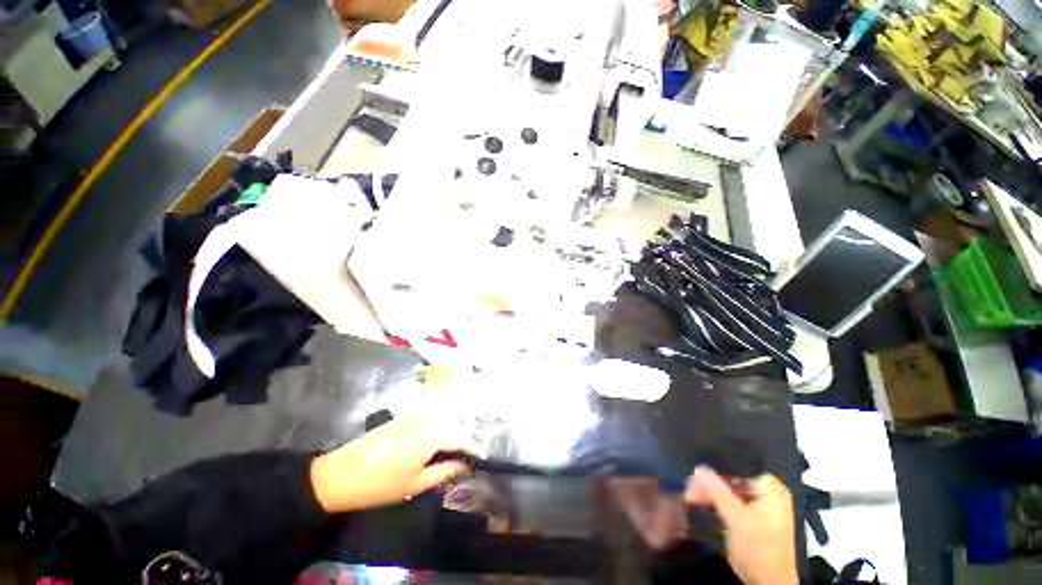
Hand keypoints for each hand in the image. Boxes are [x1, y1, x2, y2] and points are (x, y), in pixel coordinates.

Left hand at [309, 417, 478, 512]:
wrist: (340, 474)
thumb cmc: (380, 485)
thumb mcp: (415, 484)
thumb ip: (444, 472)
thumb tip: (464, 466)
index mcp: (430, 436)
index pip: (459, 437)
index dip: (472, 447)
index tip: (482, 457)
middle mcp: (424, 420)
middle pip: (452, 425)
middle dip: (462, 439)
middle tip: (467, 456)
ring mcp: (412, 416)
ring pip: (441, 419)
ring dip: (451, 432)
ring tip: (452, 450)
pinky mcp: (402, 418)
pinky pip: (428, 418)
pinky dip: (437, 427)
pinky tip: (434, 441)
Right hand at [685, 467, 796, 584]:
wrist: (769, 584)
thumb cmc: (759, 549)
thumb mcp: (737, 519)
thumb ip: (717, 491)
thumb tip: (698, 468)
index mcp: (770, 488)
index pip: (738, 468)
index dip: (715, 469)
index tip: (694, 474)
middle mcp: (767, 492)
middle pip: (731, 480)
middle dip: (709, 484)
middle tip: (688, 488)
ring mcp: (759, 505)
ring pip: (728, 490)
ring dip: (709, 493)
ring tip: (690, 496)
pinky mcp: (751, 516)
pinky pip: (730, 501)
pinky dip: (716, 502)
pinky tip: (700, 502)